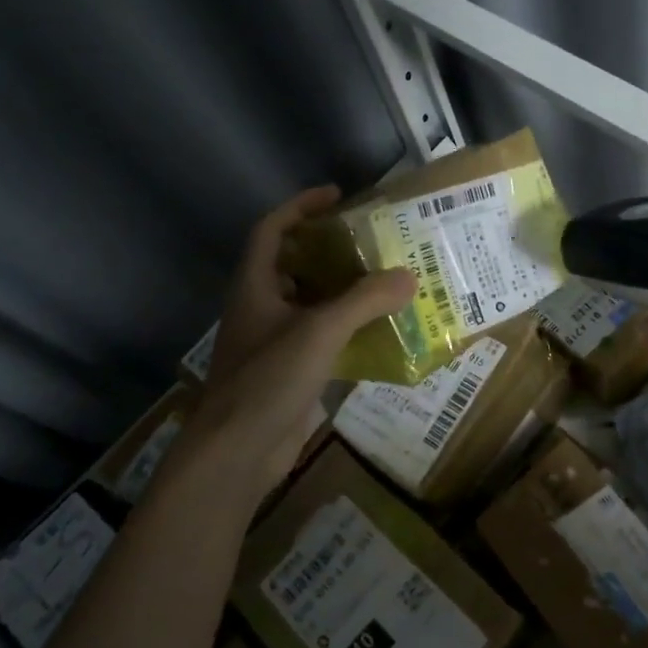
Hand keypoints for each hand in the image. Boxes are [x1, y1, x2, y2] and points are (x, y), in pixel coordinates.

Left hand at [191, 186, 414, 481]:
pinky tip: (382, 334)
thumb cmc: (268, 379)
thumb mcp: (320, 331)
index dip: (300, 207)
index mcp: (255, 287)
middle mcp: (262, 308)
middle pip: (295, 266)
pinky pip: (324, 340)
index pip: (272, 231)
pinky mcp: (290, 373)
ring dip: (345, 293)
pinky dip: (349, 332)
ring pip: (312, 305)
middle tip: (372, 243)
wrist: (238, 452)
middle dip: (331, 251)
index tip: (336, 196)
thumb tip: (409, 277)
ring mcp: (274, 343)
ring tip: (386, 283)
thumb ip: (364, 301)